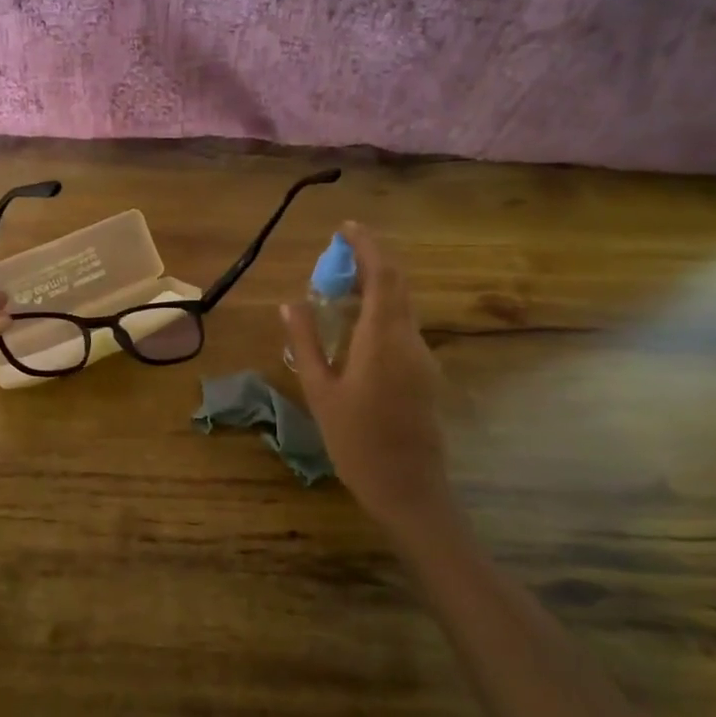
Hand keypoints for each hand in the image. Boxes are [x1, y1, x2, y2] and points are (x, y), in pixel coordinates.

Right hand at [282, 222, 453, 529]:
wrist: (407, 488)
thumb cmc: (355, 442)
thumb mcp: (319, 392)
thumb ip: (306, 343)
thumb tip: (290, 304)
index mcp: (382, 341)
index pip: (382, 276)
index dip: (367, 246)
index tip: (345, 228)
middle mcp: (409, 340)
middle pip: (397, 285)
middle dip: (370, 261)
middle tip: (335, 257)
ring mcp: (423, 357)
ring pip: (401, 306)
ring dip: (374, 287)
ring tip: (337, 289)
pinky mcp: (425, 372)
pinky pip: (402, 327)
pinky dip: (379, 312)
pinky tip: (353, 328)